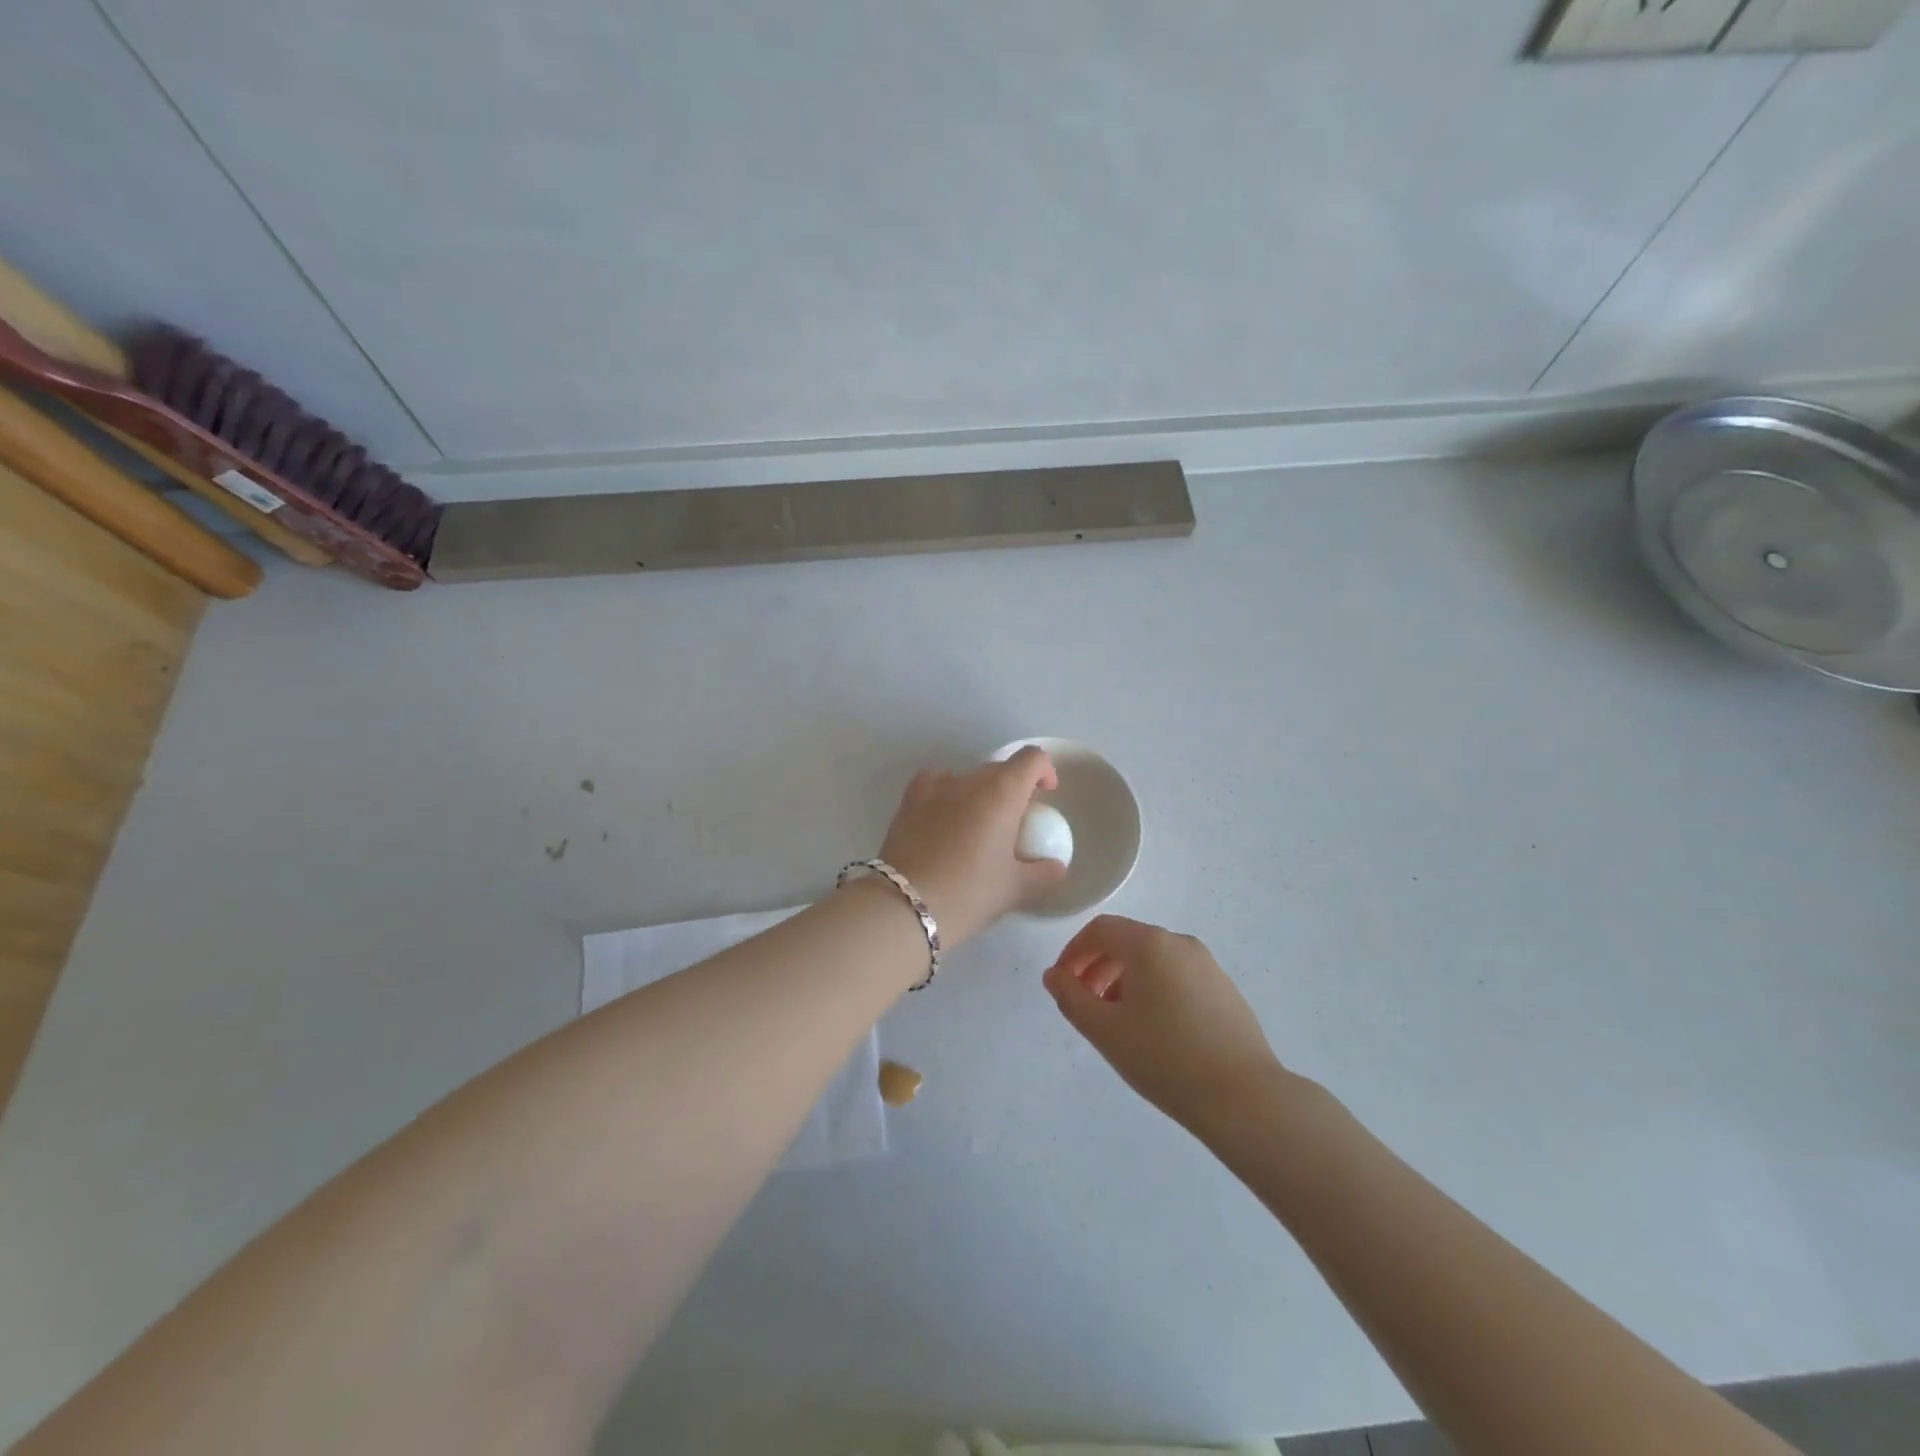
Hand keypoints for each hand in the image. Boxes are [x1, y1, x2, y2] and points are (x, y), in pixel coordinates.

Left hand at [876, 747, 1068, 947]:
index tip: (1046, 795)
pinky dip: (946, 792)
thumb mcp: (1015, 889)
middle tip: (1014, 823)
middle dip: (1013, 787)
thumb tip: (1056, 866)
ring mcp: (934, 787)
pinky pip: (934, 783)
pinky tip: (945, 817)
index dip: (1044, 770)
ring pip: (967, 776)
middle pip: (999, 768)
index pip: (1032, 759)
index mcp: (1002, 792)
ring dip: (979, 792)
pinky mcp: (908, 801)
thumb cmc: (969, 893)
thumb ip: (1044, 873)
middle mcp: (969, 779)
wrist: (906, 906)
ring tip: (978, 825)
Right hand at [1043, 916, 1284, 1132]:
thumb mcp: (1105, 1030)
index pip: (1100, 930)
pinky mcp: (1225, 989)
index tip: (1062, 984)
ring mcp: (1208, 965)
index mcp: (1150, 943)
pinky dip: (1153, 990)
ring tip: (1116, 1022)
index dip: (1073, 952)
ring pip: (1153, 960)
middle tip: (1084, 1005)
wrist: (1245, 1098)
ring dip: (1124, 981)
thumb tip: (1053, 976)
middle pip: (1127, 942)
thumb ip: (1071, 998)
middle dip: (1097, 967)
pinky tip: (1154, 1031)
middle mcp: (1180, 943)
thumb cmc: (1165, 1059)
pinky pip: (1177, 976)